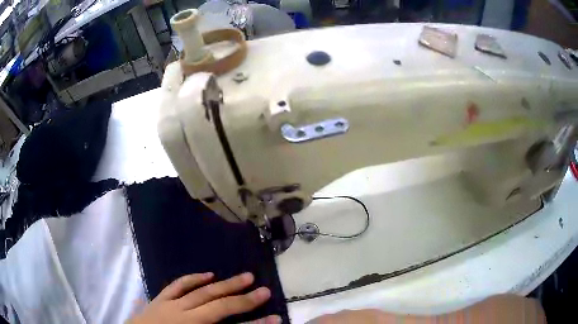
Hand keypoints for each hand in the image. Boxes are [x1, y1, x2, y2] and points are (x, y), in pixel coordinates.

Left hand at [128, 272, 280, 323]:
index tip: (276, 319)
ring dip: (224, 284)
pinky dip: (193, 279)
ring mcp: (169, 305)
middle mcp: (183, 316)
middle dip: (243, 299)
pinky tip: (207, 274)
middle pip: (218, 305)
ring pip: (201, 291)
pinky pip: (178, 285)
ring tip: (244, 276)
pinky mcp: (159, 299)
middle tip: (265, 290)